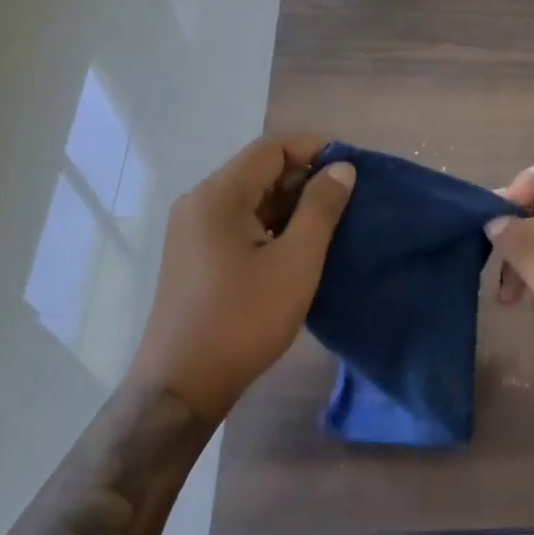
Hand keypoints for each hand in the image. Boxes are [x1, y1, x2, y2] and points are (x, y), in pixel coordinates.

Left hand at [131, 134, 354, 422]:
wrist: (182, 386)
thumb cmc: (243, 319)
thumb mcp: (296, 262)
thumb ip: (321, 208)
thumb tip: (342, 168)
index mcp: (218, 195)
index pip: (271, 148)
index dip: (314, 149)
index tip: (351, 168)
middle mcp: (200, 201)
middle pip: (259, 169)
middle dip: (305, 178)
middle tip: (347, 201)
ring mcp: (193, 229)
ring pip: (251, 197)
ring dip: (290, 204)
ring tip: (331, 225)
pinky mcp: (195, 254)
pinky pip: (239, 221)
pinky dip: (271, 224)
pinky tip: (298, 247)